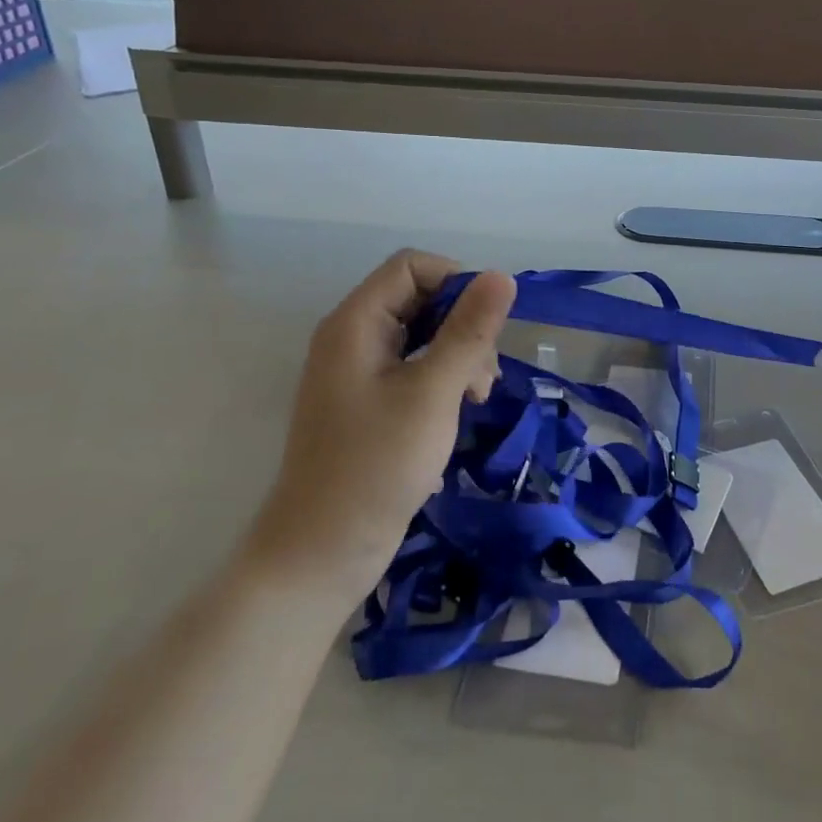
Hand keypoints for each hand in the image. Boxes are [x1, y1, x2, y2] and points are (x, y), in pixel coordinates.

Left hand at [246, 251, 515, 594]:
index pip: (412, 266)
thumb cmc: (376, 466)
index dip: (456, 284)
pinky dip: (442, 379)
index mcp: (356, 323)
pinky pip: (413, 368)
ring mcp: (358, 372)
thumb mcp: (433, 393)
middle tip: (484, 374)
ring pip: (421, 335)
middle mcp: (352, 337)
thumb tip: (502, 276)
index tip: (487, 327)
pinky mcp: (368, 403)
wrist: (320, 555)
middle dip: (462, 326)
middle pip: (419, 298)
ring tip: (476, 398)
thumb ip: (469, 332)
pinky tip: (458, 411)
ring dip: (458, 355)